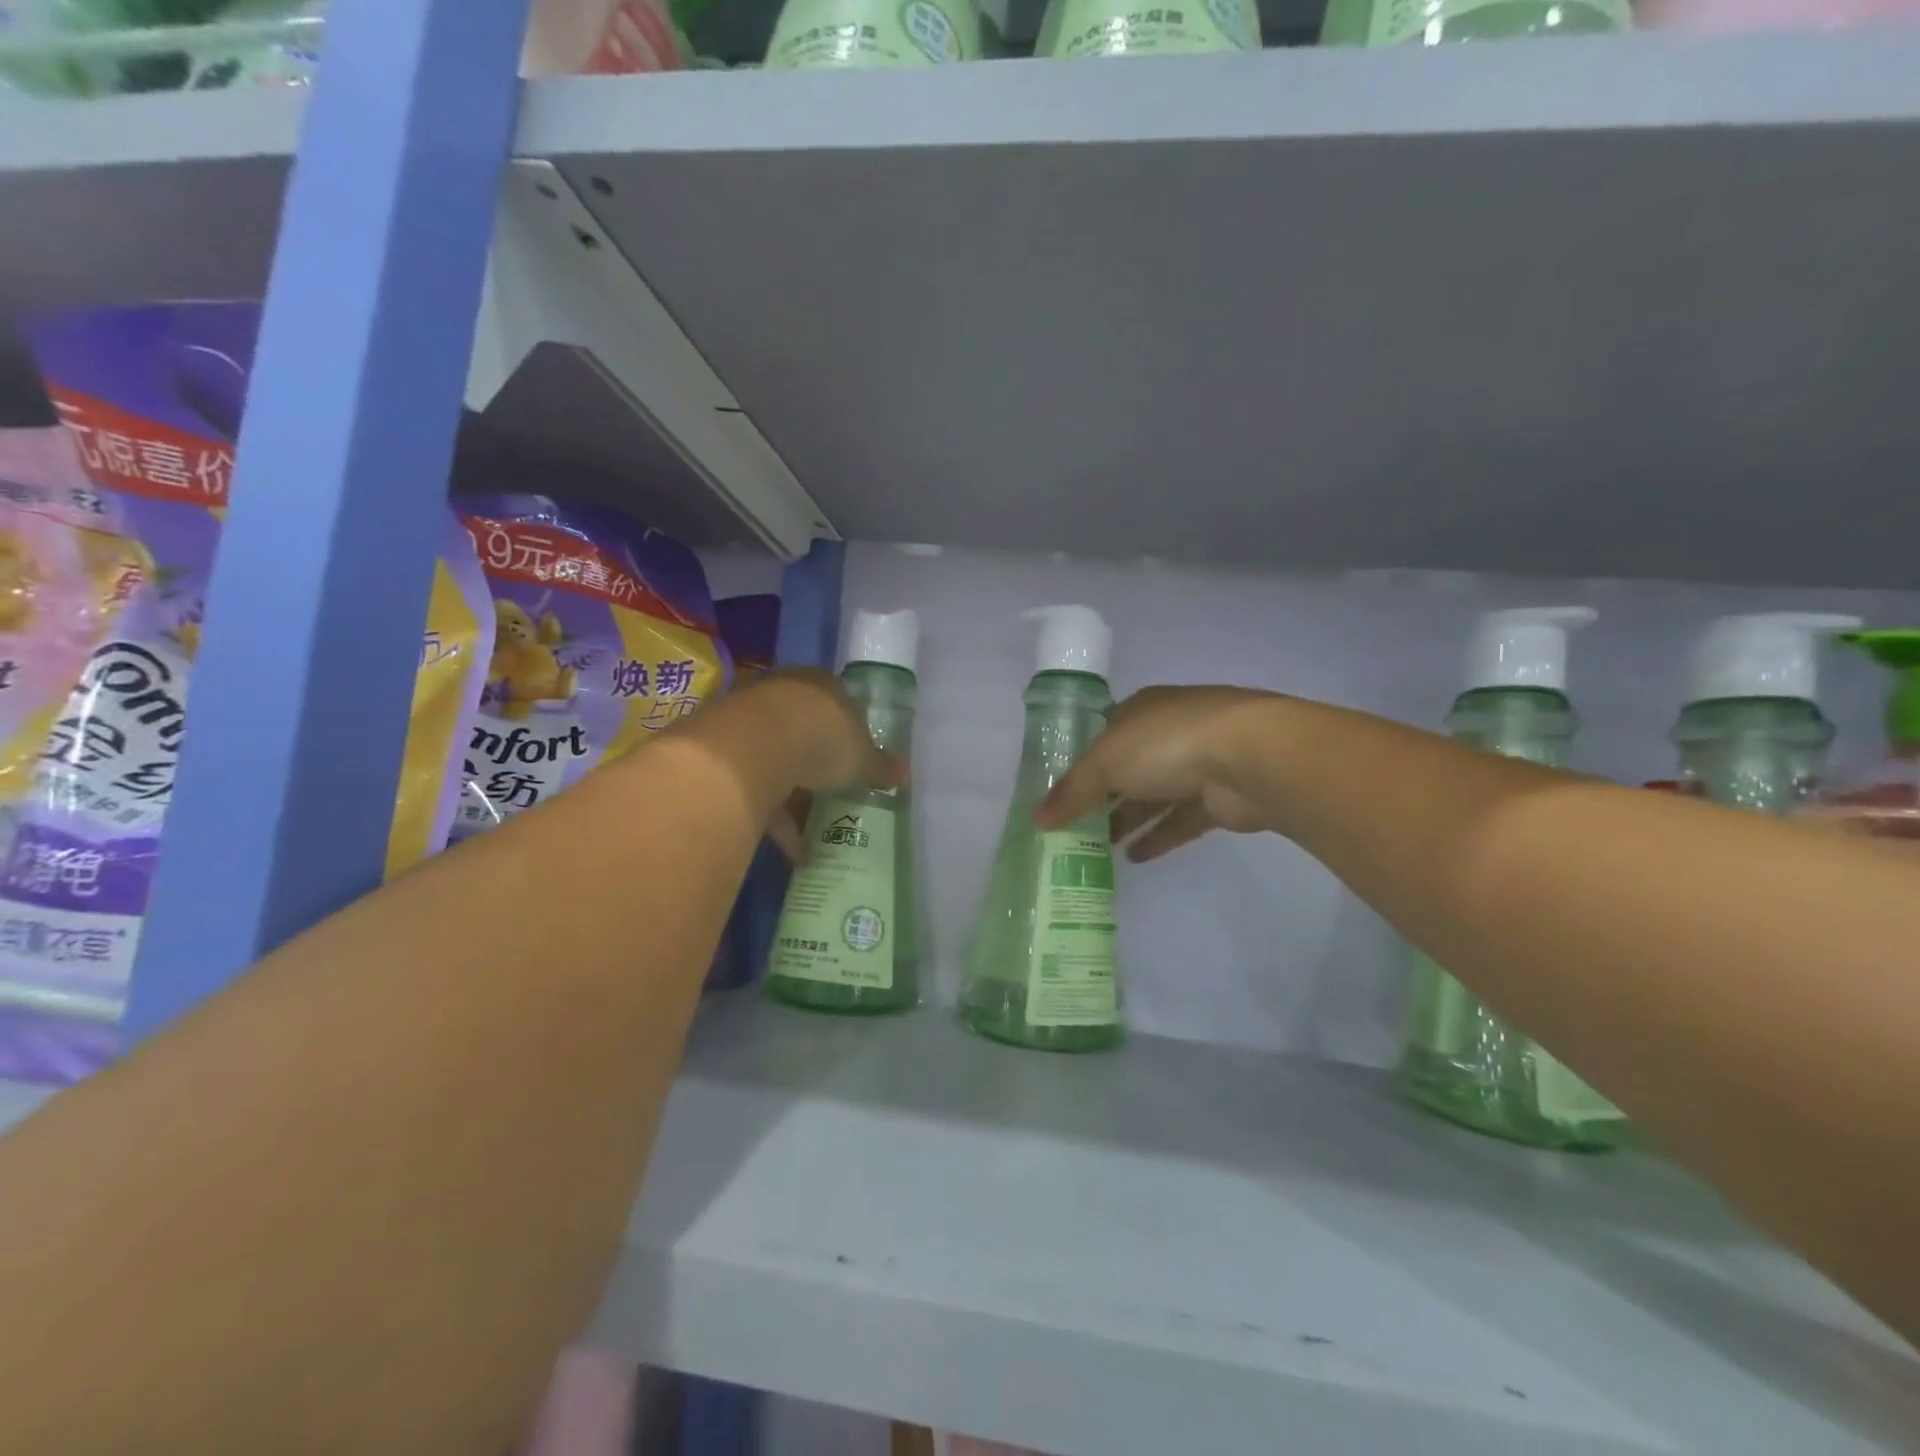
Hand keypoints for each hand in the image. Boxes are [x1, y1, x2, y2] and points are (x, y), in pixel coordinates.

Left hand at [725, 668, 905, 858]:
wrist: (755, 745)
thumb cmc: (822, 739)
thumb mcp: (862, 758)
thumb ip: (881, 767)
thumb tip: (905, 772)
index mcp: (821, 685)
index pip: (838, 702)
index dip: (848, 731)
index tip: (855, 757)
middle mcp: (784, 695)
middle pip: (804, 730)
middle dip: (818, 763)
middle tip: (834, 792)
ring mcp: (751, 722)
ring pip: (778, 760)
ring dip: (794, 797)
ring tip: (813, 834)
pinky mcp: (727, 754)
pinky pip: (757, 789)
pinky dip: (775, 820)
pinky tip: (794, 850)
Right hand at [1035, 686, 1280, 863]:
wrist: (1252, 758)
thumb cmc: (1167, 744)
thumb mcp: (1104, 763)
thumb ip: (1070, 792)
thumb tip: (1036, 819)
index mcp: (1141, 710)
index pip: (1104, 734)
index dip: (1081, 761)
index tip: (1060, 791)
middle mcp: (1169, 732)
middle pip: (1128, 768)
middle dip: (1102, 797)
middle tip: (1074, 828)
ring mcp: (1199, 763)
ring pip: (1154, 796)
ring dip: (1128, 820)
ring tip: (1097, 849)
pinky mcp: (1219, 798)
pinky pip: (1181, 820)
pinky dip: (1159, 837)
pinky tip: (1134, 858)